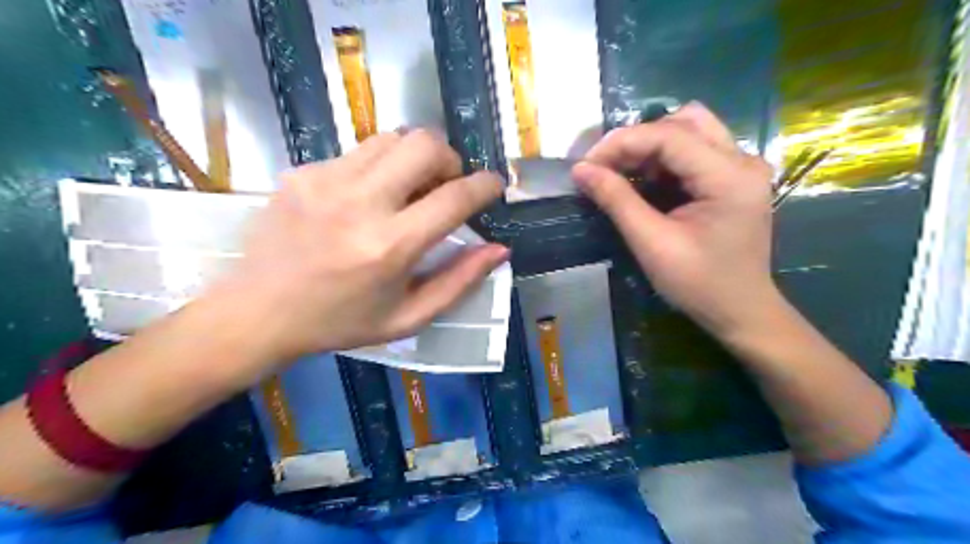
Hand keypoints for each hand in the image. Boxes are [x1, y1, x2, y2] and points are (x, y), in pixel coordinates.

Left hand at [214, 130, 508, 365]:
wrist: (258, 312)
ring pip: (392, 138)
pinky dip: (380, 166)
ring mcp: (327, 181)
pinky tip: (368, 196)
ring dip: (415, 157)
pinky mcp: (304, 172)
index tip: (494, 185)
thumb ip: (459, 282)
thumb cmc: (341, 322)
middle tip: (447, 185)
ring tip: (410, 188)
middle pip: (425, 144)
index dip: (485, 186)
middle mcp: (360, 203)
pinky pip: (359, 151)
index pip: (454, 198)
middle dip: (450, 159)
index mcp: (390, 247)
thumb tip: (499, 249)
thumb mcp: (409, 317)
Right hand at [575, 101, 777, 336]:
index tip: (586, 164)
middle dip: (637, 140)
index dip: (621, 142)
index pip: (669, 135)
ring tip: (622, 172)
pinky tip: (645, 180)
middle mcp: (742, 160)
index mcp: (729, 176)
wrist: (740, 310)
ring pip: (690, 129)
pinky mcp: (734, 178)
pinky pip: (694, 150)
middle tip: (605, 167)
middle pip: (683, 121)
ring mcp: (742, 167)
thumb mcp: (652, 244)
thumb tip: (581, 170)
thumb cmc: (698, 284)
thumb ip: (617, 200)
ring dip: (650, 145)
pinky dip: (663, 159)